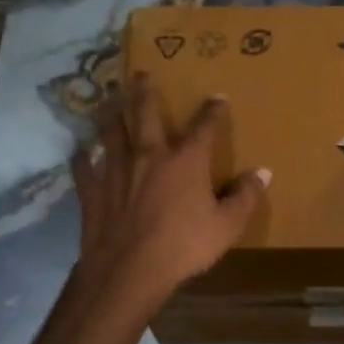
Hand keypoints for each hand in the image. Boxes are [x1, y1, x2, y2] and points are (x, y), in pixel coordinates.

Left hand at [68, 73, 269, 313]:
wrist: (129, 270)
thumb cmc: (183, 246)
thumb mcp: (227, 226)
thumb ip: (245, 197)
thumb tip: (263, 173)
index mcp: (186, 161)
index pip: (204, 127)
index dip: (212, 111)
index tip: (217, 97)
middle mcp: (149, 155)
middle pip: (145, 114)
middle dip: (145, 92)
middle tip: (141, 74)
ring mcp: (116, 170)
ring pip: (111, 132)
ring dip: (111, 113)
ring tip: (109, 99)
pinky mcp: (93, 191)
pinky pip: (84, 167)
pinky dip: (82, 157)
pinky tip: (80, 151)